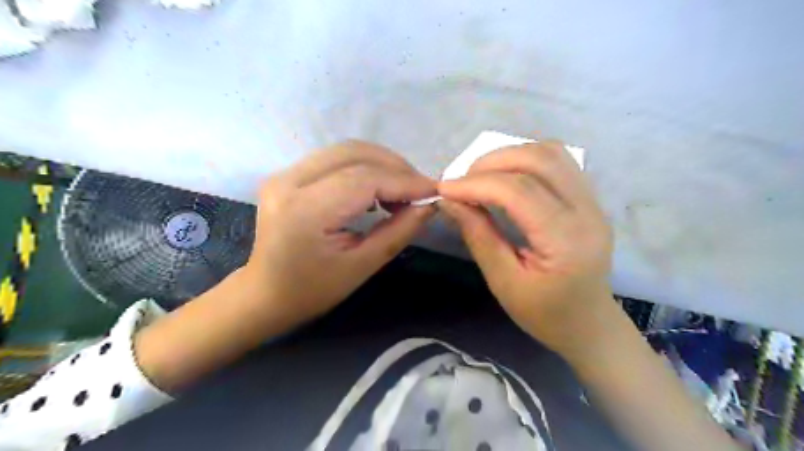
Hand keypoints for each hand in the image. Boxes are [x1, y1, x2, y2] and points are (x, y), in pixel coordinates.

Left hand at [246, 142, 437, 326]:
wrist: (265, 294)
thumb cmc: (313, 290)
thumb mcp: (362, 266)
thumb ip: (398, 231)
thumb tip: (429, 205)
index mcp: (305, 210)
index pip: (364, 179)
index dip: (404, 181)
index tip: (434, 190)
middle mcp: (289, 181)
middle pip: (354, 154)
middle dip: (396, 167)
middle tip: (420, 189)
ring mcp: (284, 174)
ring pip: (345, 150)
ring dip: (381, 164)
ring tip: (402, 190)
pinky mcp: (287, 175)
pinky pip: (334, 159)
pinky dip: (364, 167)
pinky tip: (377, 189)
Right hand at [438, 142, 613, 354]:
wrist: (588, 324)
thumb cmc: (544, 314)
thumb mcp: (503, 282)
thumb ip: (478, 236)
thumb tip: (449, 201)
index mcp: (566, 240)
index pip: (518, 191)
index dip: (476, 184)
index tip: (444, 189)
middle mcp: (587, 211)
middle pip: (538, 160)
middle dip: (491, 163)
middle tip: (461, 182)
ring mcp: (593, 201)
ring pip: (551, 152)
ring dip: (509, 155)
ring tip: (481, 176)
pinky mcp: (590, 199)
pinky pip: (559, 162)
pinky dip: (526, 160)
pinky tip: (506, 176)